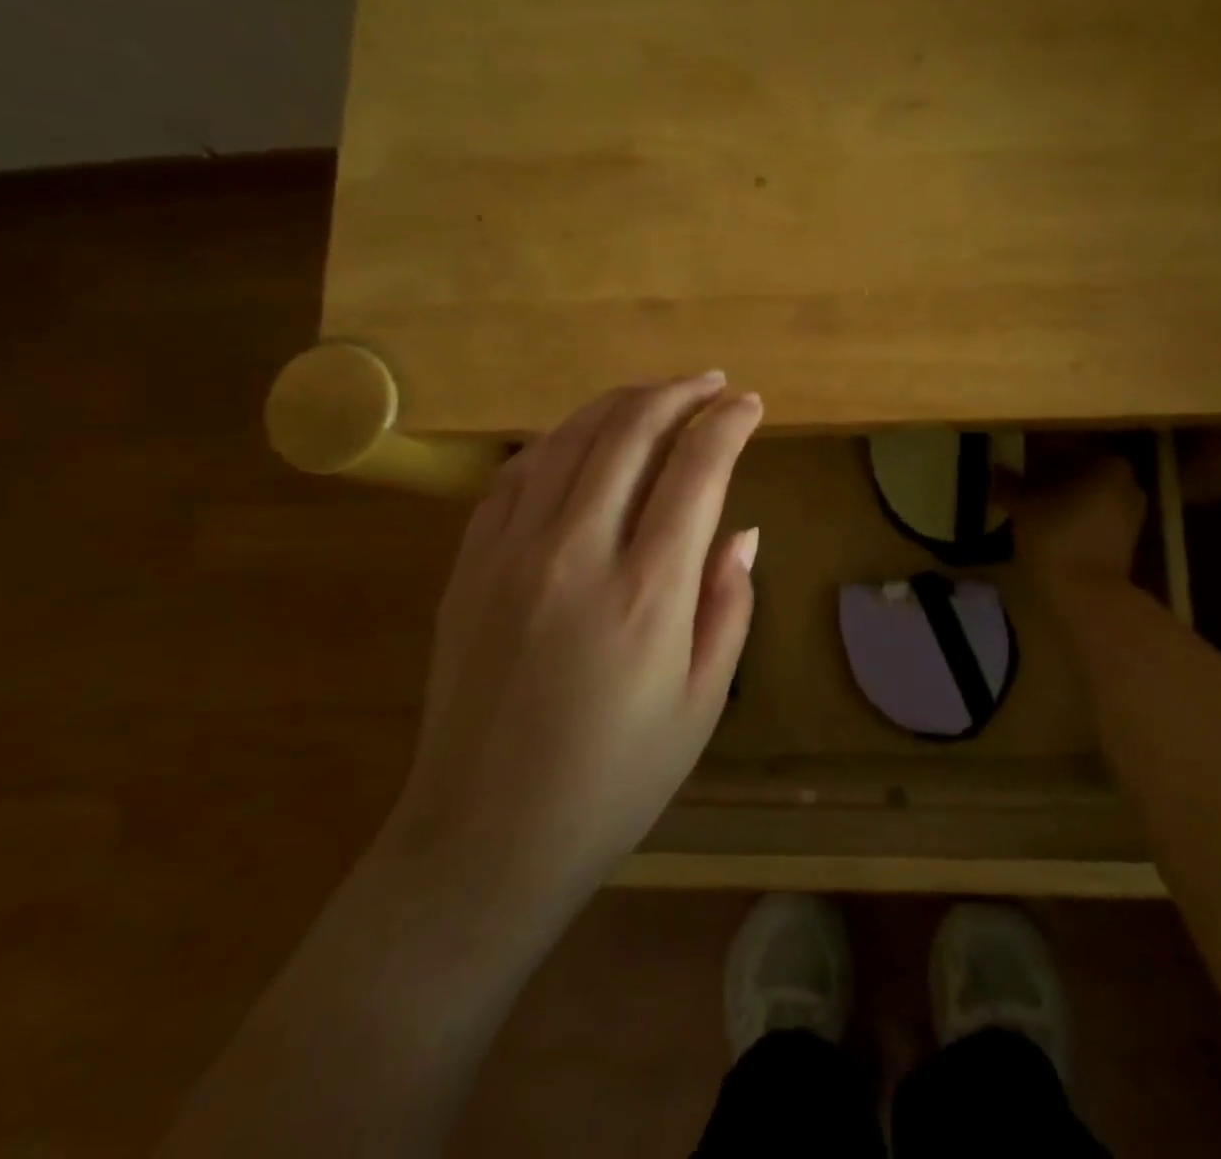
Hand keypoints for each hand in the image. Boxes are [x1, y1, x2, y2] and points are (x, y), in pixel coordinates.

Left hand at [384, 373, 762, 919]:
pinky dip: (557, 441)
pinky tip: (580, 439)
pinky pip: (515, 474)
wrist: (485, 837)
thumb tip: (742, 530)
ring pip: (568, 439)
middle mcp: (576, 553)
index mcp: (646, 593)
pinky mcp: (469, 565)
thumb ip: (729, 605)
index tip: (751, 405)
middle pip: (629, 433)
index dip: (728, 425)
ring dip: (619, 403)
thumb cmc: (614, 781)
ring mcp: (511, 553)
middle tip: (710, 383)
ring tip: (656, 394)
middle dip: (678, 394)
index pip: (696, 472)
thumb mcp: (701, 703)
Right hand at [997, 440, 1148, 594]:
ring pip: (1087, 493)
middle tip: (1019, 479)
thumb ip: (1009, 483)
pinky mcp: (1123, 540)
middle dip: (1050, 473)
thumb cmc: (1056, 536)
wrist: (1085, 595)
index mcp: (1109, 464)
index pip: (1069, 446)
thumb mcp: (1023, 505)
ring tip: (1028, 502)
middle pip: (1081, 469)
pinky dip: (1070, 514)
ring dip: (1060, 495)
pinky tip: (1044, 521)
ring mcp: (1130, 514)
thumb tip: (996, 470)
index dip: (1039, 451)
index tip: (1017, 459)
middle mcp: (1127, 483)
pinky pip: (1093, 515)